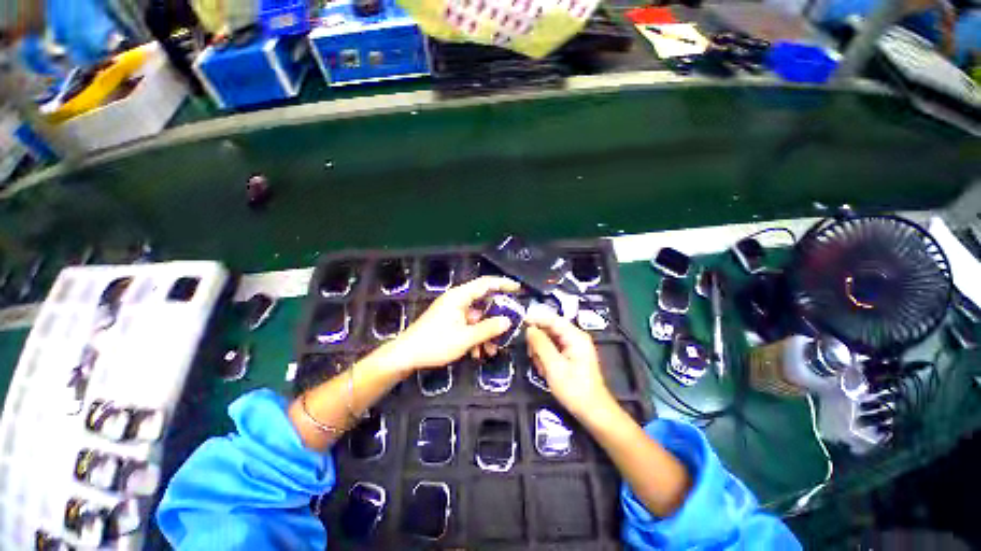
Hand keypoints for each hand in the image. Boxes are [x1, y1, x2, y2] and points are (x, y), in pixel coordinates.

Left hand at [378, 276, 519, 372]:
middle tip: (509, 329)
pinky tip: (477, 353)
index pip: (486, 283)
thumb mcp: (465, 338)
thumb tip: (508, 321)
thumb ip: (488, 329)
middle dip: (496, 319)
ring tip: (491, 351)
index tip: (518, 288)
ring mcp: (453, 312)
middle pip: (484, 303)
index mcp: (460, 296)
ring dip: (486, 333)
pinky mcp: (450, 322)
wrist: (406, 356)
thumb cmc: (435, 344)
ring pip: (478, 318)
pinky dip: (476, 336)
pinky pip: (469, 325)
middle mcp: (457, 300)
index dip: (503, 284)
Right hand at [526, 312, 615, 419]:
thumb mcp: (554, 366)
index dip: (536, 319)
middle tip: (531, 355)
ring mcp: (574, 347)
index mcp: (575, 336)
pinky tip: (544, 370)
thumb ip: (540, 345)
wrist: (593, 412)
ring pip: (550, 340)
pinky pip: (553, 349)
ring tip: (540, 367)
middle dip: (538, 340)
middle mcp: (575, 338)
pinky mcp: (571, 356)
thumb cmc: (574, 389)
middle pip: (550, 329)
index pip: (553, 319)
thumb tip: (529, 329)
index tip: (520, 322)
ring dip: (541, 351)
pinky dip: (546, 357)